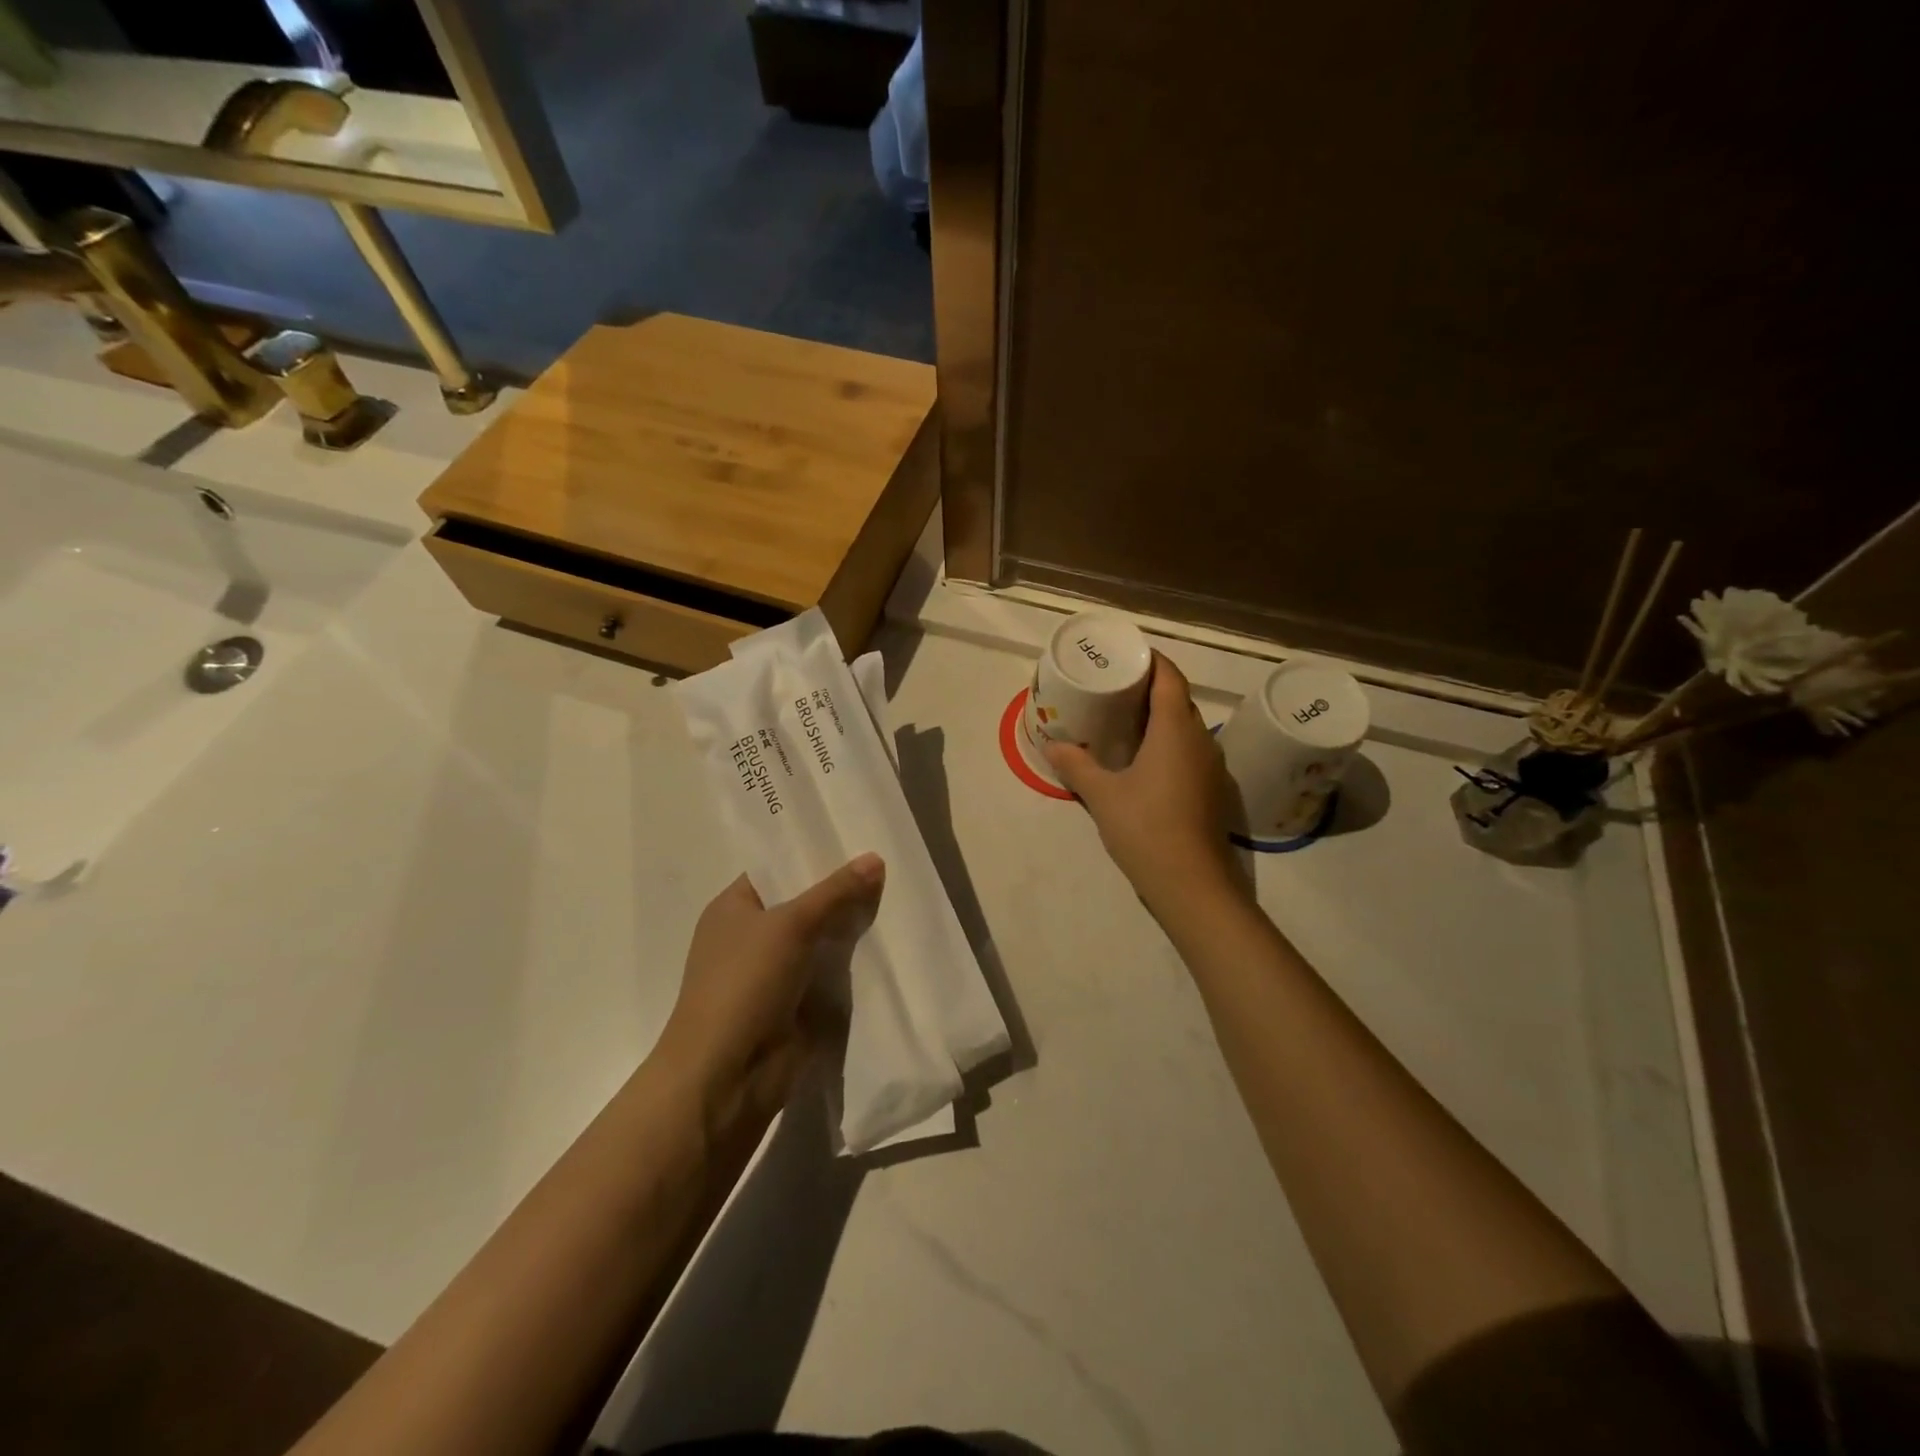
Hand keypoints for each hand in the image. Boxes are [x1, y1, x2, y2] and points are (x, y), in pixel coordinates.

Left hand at [655, 854, 884, 1132]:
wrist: (726, 1076)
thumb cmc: (745, 984)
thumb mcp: (791, 925)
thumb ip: (835, 892)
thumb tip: (876, 858)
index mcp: (734, 907)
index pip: (776, 868)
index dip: (812, 854)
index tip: (857, 839)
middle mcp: (750, 936)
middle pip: (802, 903)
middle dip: (840, 890)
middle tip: (887, 867)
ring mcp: (771, 973)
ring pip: (818, 939)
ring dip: (849, 928)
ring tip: (896, 897)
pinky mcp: (793, 1005)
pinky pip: (827, 972)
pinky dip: (850, 963)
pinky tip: (887, 944)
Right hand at [1045, 653, 1243, 918]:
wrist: (1191, 884)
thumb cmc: (1145, 828)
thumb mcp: (1102, 795)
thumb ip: (1076, 765)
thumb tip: (1052, 744)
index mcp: (1175, 729)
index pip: (1170, 677)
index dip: (1151, 660)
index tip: (1126, 655)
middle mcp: (1200, 740)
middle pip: (1179, 700)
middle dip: (1151, 688)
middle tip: (1116, 688)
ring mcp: (1211, 767)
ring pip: (1186, 728)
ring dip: (1161, 719)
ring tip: (1126, 721)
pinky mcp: (1212, 791)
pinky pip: (1190, 752)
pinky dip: (1168, 744)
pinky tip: (1144, 762)